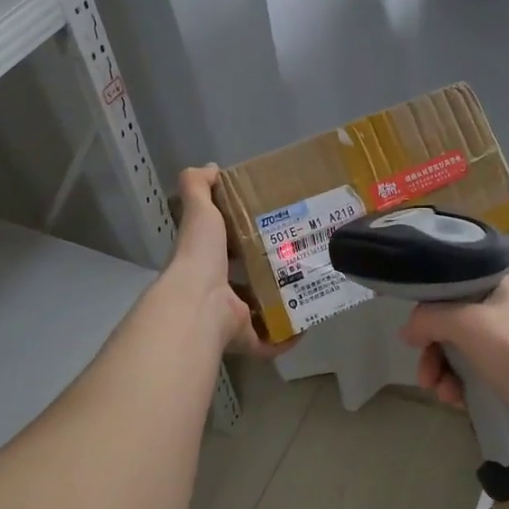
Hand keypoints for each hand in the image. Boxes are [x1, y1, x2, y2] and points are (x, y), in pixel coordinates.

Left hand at [167, 165, 294, 360]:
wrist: (198, 304)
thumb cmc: (200, 255)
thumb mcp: (200, 211)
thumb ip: (199, 186)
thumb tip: (210, 168)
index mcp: (206, 260)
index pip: (225, 247)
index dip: (243, 237)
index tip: (272, 227)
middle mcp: (216, 290)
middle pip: (246, 280)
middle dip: (270, 272)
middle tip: (301, 257)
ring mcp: (230, 318)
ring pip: (259, 311)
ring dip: (281, 303)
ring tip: (310, 287)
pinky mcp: (245, 339)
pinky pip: (270, 341)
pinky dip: (288, 337)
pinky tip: (307, 324)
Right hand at [400, 276, 508, 453]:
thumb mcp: (466, 323)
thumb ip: (429, 318)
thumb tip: (407, 331)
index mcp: (505, 287)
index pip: (455, 291)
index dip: (430, 314)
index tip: (415, 339)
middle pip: (455, 326)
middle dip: (434, 353)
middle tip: (425, 377)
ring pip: (463, 353)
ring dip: (445, 373)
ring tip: (443, 394)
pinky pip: (477, 375)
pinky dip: (462, 386)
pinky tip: (457, 401)